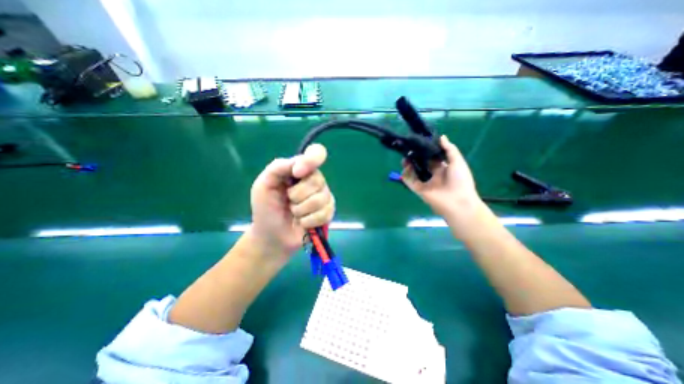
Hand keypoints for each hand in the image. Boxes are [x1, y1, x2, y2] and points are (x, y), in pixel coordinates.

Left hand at [251, 145, 335, 258]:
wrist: (271, 236)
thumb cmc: (266, 209)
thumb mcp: (264, 184)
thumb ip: (278, 167)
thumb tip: (300, 164)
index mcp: (300, 170)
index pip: (316, 154)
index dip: (311, 160)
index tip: (297, 173)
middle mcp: (314, 180)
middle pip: (317, 180)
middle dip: (297, 195)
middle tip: (288, 201)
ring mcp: (323, 197)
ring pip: (321, 198)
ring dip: (301, 209)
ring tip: (294, 213)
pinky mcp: (328, 212)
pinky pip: (325, 213)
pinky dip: (309, 220)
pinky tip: (302, 222)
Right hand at [402, 135, 479, 219]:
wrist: (458, 201)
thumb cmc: (460, 180)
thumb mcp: (457, 161)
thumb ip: (449, 149)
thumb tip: (441, 137)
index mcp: (443, 169)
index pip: (432, 158)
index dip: (426, 151)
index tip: (420, 143)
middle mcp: (433, 175)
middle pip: (421, 165)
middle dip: (415, 158)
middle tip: (409, 150)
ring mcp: (425, 183)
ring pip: (413, 172)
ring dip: (409, 165)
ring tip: (405, 157)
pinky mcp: (418, 189)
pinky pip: (409, 181)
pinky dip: (405, 175)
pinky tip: (405, 167)